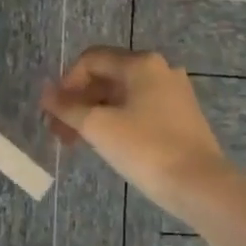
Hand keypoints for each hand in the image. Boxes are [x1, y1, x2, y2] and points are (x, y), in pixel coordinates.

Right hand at [41, 47, 234, 222]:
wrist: (201, 185)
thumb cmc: (146, 149)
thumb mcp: (98, 126)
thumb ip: (67, 107)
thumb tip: (45, 92)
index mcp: (141, 63)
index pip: (91, 59)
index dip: (66, 83)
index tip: (54, 113)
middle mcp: (160, 69)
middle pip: (106, 76)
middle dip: (78, 101)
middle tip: (60, 132)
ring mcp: (174, 93)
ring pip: (122, 95)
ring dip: (95, 113)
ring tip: (78, 143)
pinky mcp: (182, 116)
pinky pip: (140, 109)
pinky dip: (117, 120)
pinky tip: (107, 144)